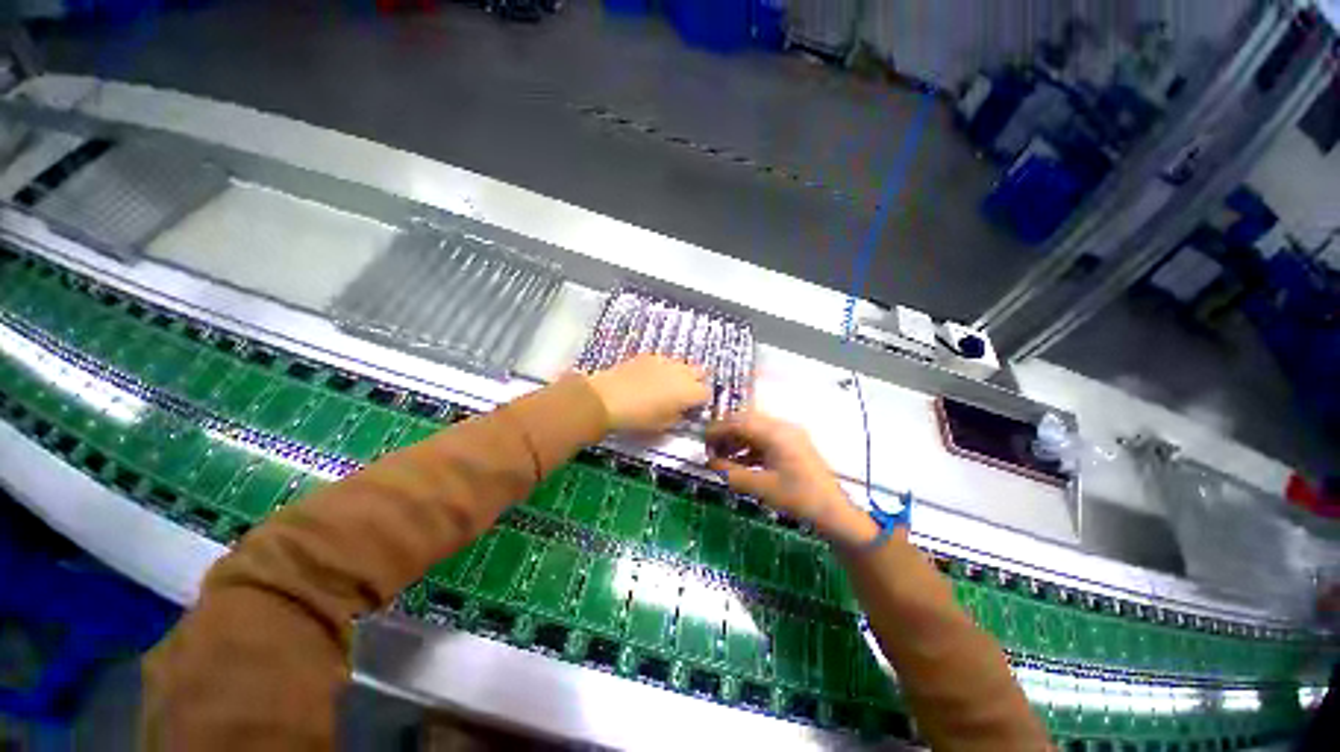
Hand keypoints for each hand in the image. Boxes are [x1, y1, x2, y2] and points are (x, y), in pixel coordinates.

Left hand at [586, 355, 710, 433]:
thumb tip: (682, 410)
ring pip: (682, 364)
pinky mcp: (648, 356)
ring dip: (680, 373)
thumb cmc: (638, 418)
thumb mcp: (663, 425)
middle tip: (685, 394)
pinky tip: (651, 378)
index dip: (701, 401)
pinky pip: (664, 361)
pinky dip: (663, 368)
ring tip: (667, 385)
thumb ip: (679, 416)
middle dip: (696, 382)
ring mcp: (665, 361)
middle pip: (700, 372)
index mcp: (690, 391)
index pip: (707, 393)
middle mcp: (682, 372)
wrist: (607, 398)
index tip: (693, 408)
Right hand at [706, 412, 878, 546]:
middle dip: (726, 433)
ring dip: (737, 440)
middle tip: (711, 449)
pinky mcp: (792, 445)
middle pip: (746, 421)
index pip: (738, 422)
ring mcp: (789, 435)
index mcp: (775, 433)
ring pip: (754, 429)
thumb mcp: (760, 487)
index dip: (717, 430)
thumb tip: (710, 462)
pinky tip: (739, 462)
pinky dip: (749, 447)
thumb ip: (731, 473)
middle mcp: (782, 427)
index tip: (702, 442)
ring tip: (722, 457)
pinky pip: (764, 439)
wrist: (835, 513)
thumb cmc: (798, 499)